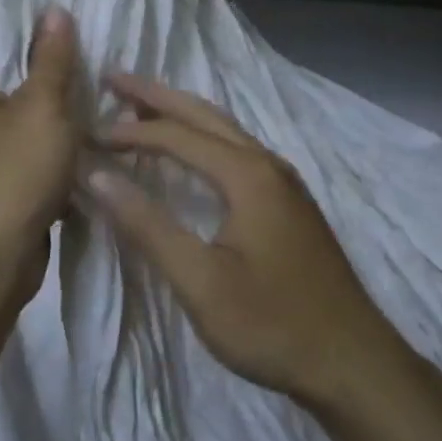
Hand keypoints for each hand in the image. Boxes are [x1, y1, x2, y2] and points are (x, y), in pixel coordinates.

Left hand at [0, 8, 83, 308]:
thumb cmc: (13, 174)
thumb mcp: (41, 108)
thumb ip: (51, 58)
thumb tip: (53, 9)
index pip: (3, 37)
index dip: (40, 25)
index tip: (82, 16)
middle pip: (19, 77)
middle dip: (59, 69)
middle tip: (105, 54)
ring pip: (31, 117)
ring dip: (64, 110)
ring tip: (107, 92)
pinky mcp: (2, 182)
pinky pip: (34, 151)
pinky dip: (59, 145)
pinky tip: (95, 139)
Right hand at [86, 74, 398, 407]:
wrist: (353, 363)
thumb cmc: (272, 324)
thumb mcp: (200, 282)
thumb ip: (147, 225)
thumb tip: (96, 174)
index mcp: (247, 174)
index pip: (177, 135)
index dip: (130, 132)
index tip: (88, 135)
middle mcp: (267, 164)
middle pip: (204, 114)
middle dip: (156, 95)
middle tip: (113, 78)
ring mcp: (284, 181)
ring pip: (224, 129)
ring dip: (181, 113)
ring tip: (140, 105)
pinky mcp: (289, 202)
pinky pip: (237, 149)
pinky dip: (203, 137)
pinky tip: (190, 151)